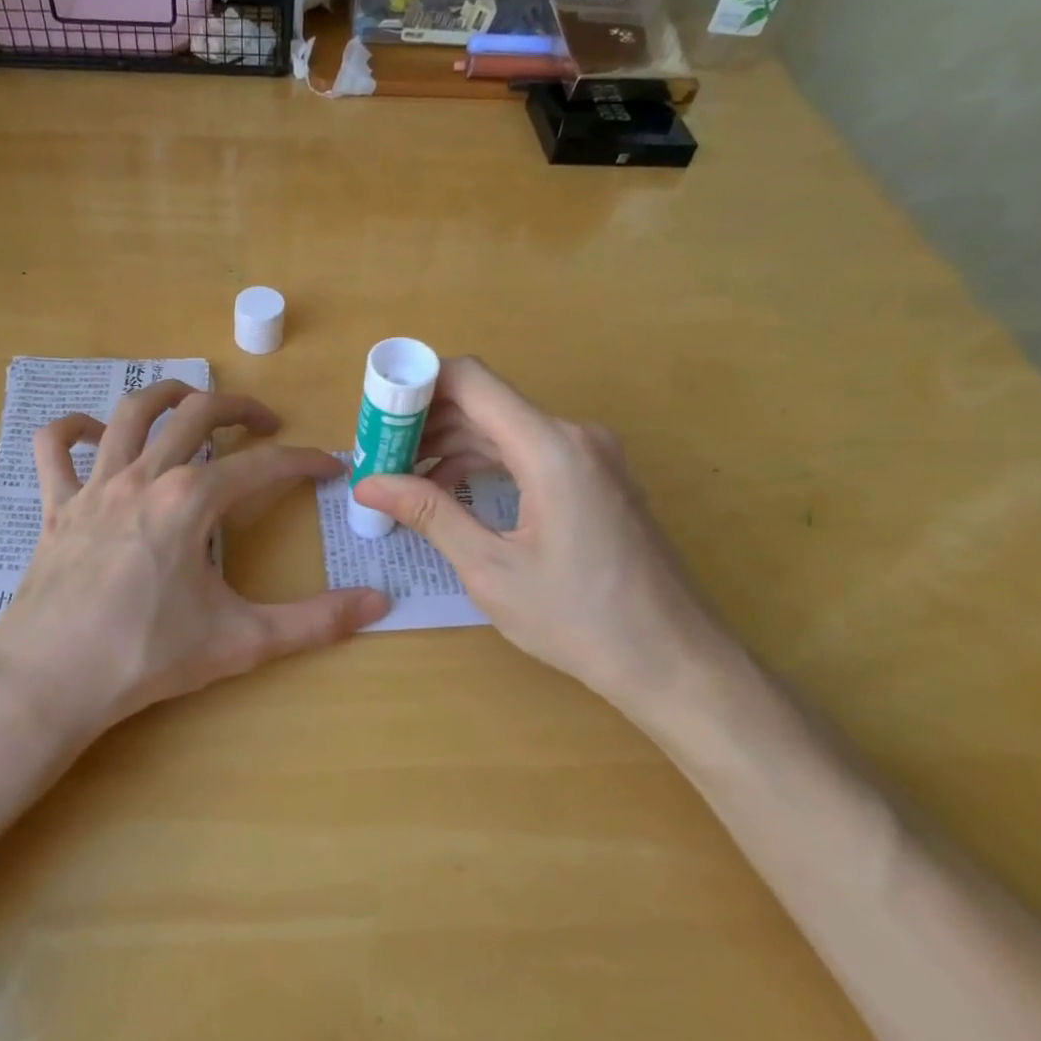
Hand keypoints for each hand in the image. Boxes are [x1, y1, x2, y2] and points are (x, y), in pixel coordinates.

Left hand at [0, 380, 389, 747]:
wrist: (50, 683)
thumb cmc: (147, 657)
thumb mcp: (242, 641)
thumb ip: (314, 622)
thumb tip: (379, 605)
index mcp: (191, 501)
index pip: (263, 465)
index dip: (304, 460)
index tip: (329, 466)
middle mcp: (144, 477)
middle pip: (198, 413)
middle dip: (241, 408)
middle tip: (266, 423)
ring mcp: (94, 486)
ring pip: (131, 413)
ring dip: (167, 396)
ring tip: (193, 403)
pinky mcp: (56, 507)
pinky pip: (54, 448)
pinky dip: (73, 429)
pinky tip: (95, 433)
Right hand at [353, 358, 741, 730]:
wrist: (673, 660)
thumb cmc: (578, 619)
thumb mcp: (490, 569)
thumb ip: (429, 514)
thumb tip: (367, 484)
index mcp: (550, 448)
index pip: (470, 380)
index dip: (416, 387)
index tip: (376, 418)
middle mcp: (574, 435)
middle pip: (485, 403)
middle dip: (427, 424)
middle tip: (379, 458)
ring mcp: (592, 455)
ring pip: (506, 428)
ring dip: (453, 446)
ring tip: (405, 479)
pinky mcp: (597, 478)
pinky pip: (530, 452)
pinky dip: (486, 463)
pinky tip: (453, 492)